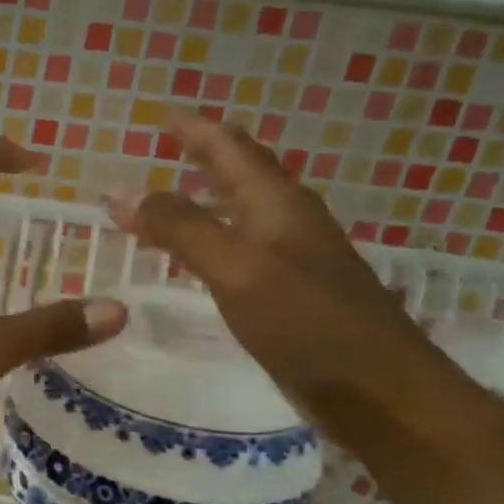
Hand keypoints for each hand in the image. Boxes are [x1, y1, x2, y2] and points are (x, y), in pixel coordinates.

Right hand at [106, 113, 487, 445]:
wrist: (376, 389)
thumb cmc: (307, 321)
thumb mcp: (236, 267)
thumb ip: (182, 228)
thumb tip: (126, 193)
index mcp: (277, 203)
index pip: (231, 149)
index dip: (196, 130)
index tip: (163, 115)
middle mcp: (286, 222)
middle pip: (238, 176)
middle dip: (199, 159)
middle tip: (162, 149)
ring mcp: (290, 260)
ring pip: (236, 215)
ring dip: (200, 203)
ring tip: (164, 200)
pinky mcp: (286, 296)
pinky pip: (236, 254)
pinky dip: (206, 244)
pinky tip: (193, 260)